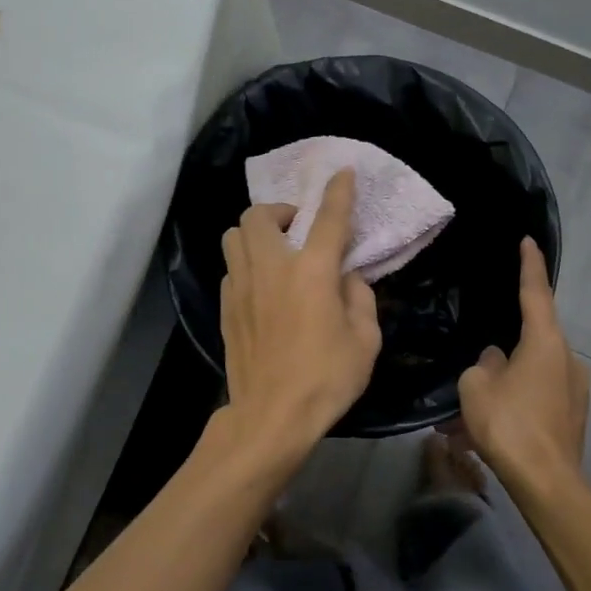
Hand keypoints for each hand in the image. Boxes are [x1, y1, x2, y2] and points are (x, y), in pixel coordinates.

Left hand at [219, 169, 381, 467]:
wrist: (271, 417)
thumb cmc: (326, 379)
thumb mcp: (365, 341)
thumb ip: (360, 298)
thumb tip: (346, 278)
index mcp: (311, 272)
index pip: (328, 218)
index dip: (338, 192)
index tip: (343, 173)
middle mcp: (271, 268)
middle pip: (259, 214)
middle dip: (279, 210)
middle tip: (298, 228)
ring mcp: (241, 287)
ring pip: (234, 236)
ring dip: (255, 233)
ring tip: (275, 252)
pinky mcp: (224, 308)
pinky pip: (231, 268)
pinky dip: (246, 265)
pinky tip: (261, 287)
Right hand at [454, 238, 589, 498]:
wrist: (547, 482)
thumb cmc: (509, 425)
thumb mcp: (477, 387)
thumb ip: (484, 364)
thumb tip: (496, 359)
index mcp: (545, 342)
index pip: (536, 292)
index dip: (530, 265)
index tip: (528, 241)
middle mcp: (567, 358)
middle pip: (533, 337)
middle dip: (506, 347)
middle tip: (479, 363)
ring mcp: (575, 388)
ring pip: (534, 372)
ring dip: (508, 381)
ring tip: (475, 409)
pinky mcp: (574, 414)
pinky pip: (540, 395)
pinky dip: (519, 402)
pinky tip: (494, 427)